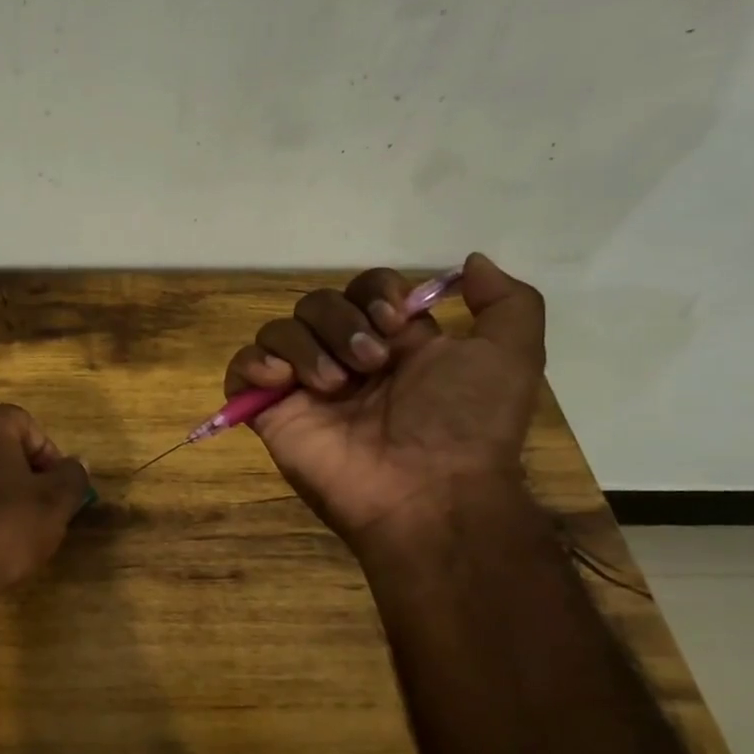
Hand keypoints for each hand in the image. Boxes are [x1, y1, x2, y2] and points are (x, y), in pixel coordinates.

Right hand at [224, 253, 544, 544]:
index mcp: (393, 342)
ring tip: (334, 385)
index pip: (364, 289)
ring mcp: (303, 386)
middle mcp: (344, 358)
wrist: (427, 492)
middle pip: (317, 303)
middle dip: (341, 322)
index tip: (396, 321)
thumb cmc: (465, 424)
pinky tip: (281, 380)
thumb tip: (471, 262)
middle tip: (371, 364)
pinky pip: (241, 369)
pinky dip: (253, 363)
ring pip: (279, 329)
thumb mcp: (512, 356)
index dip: (375, 292)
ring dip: (306, 346)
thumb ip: (508, 302)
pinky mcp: (271, 411)